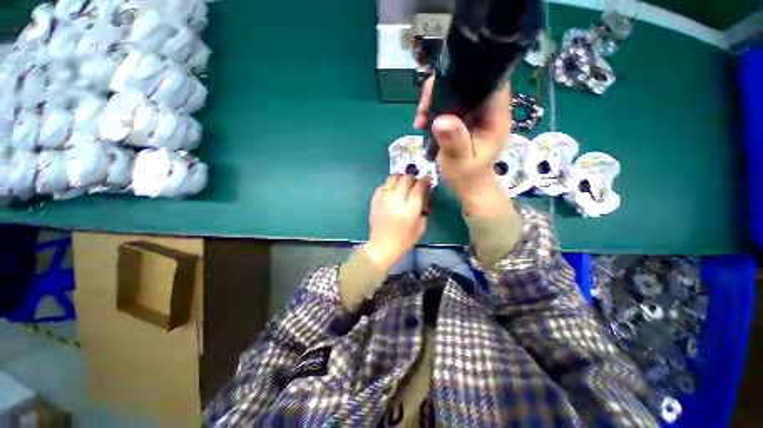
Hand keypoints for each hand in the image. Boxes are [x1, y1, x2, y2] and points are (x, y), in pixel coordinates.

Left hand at [363, 174, 430, 272]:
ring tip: (403, 183)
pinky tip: (392, 190)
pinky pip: (383, 185)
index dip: (425, 180)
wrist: (382, 245)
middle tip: (416, 182)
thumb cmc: (404, 239)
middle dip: (413, 177)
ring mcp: (383, 199)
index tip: (428, 179)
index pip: (419, 186)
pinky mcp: (375, 200)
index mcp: (410, 209)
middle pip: (406, 179)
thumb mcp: (421, 226)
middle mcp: (396, 200)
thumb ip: (424, 207)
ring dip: (400, 177)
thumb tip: (424, 193)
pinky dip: (389, 185)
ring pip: (393, 178)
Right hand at [414, 77, 511, 216]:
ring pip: (455, 93)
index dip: (465, 76)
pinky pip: (449, 106)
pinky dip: (434, 110)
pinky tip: (423, 123)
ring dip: (434, 101)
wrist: (469, 187)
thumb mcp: (460, 162)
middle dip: (441, 90)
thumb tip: (441, 120)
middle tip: (422, 109)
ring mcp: (475, 115)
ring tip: (420, 120)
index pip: (488, 81)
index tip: (438, 89)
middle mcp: (487, 111)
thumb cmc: (467, 177)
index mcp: (495, 117)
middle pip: (468, 83)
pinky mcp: (464, 120)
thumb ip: (454, 142)